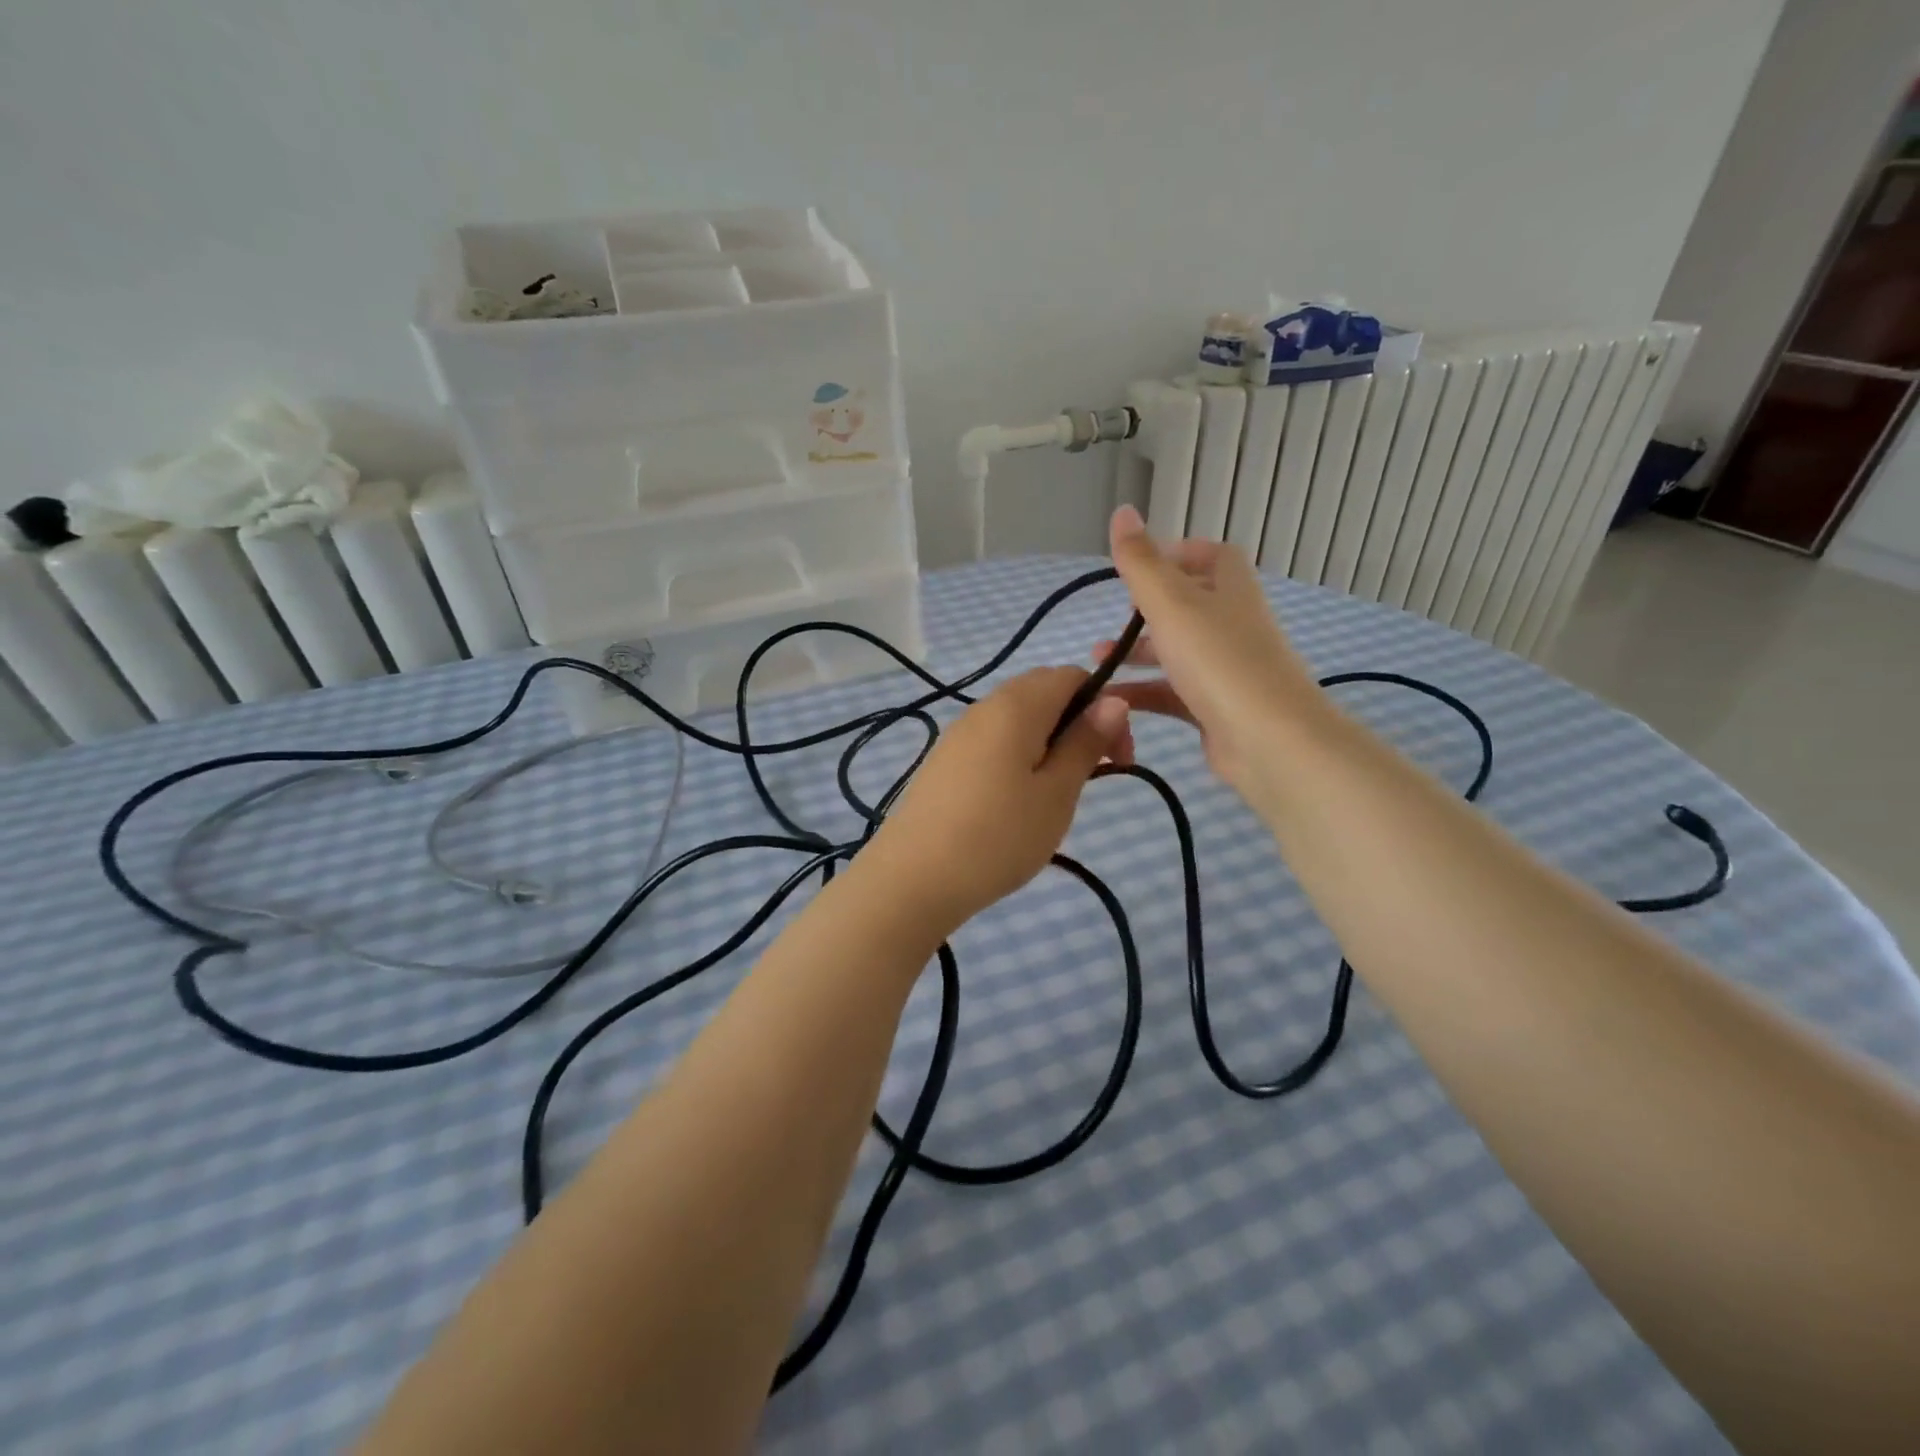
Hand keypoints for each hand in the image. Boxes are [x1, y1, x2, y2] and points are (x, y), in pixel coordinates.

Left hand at [866, 667, 1130, 931]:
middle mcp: (984, 707)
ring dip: (1049, 741)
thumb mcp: (1056, 793)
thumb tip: (1113, 700)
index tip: (1118, 758)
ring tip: (1056, 793)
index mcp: (1016, 705)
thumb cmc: (999, 836)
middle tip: (1093, 774)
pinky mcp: (944, 761)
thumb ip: (1085, 742)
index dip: (1105, 706)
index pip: (1072, 675)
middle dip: (1078, 722)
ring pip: (1016, 719)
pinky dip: (1018, 756)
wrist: (914, 878)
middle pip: (1043, 692)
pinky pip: (992, 741)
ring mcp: (958, 734)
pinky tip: (1018, 800)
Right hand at [1096, 504, 1328, 799]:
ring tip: (1098, 660)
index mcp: (1230, 590)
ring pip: (1177, 652)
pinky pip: (1174, 693)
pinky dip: (1143, 692)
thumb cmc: (1219, 661)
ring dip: (1139, 652)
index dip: (1178, 553)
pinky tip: (1111, 699)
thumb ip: (1141, 562)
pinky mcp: (1216, 708)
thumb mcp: (1171, 603)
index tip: (1139, 566)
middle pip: (1190, 605)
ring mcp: (1227, 669)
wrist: (1268, 740)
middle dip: (1147, 610)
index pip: (1213, 556)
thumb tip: (1122, 511)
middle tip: (1113, 619)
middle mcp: (1232, 624)